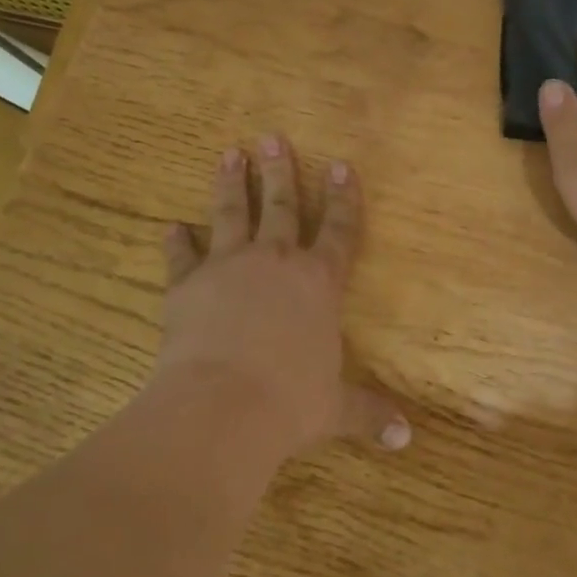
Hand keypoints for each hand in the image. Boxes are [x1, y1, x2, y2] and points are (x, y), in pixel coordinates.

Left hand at [159, 135, 409, 460]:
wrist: (222, 407)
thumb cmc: (290, 402)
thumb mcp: (335, 409)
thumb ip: (369, 413)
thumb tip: (406, 439)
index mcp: (318, 281)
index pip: (338, 229)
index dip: (343, 197)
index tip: (341, 164)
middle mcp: (276, 262)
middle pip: (281, 206)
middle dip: (280, 171)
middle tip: (273, 138)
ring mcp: (229, 267)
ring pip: (231, 214)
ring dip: (231, 183)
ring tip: (230, 153)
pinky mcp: (188, 284)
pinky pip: (182, 256)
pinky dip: (177, 242)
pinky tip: (170, 226)